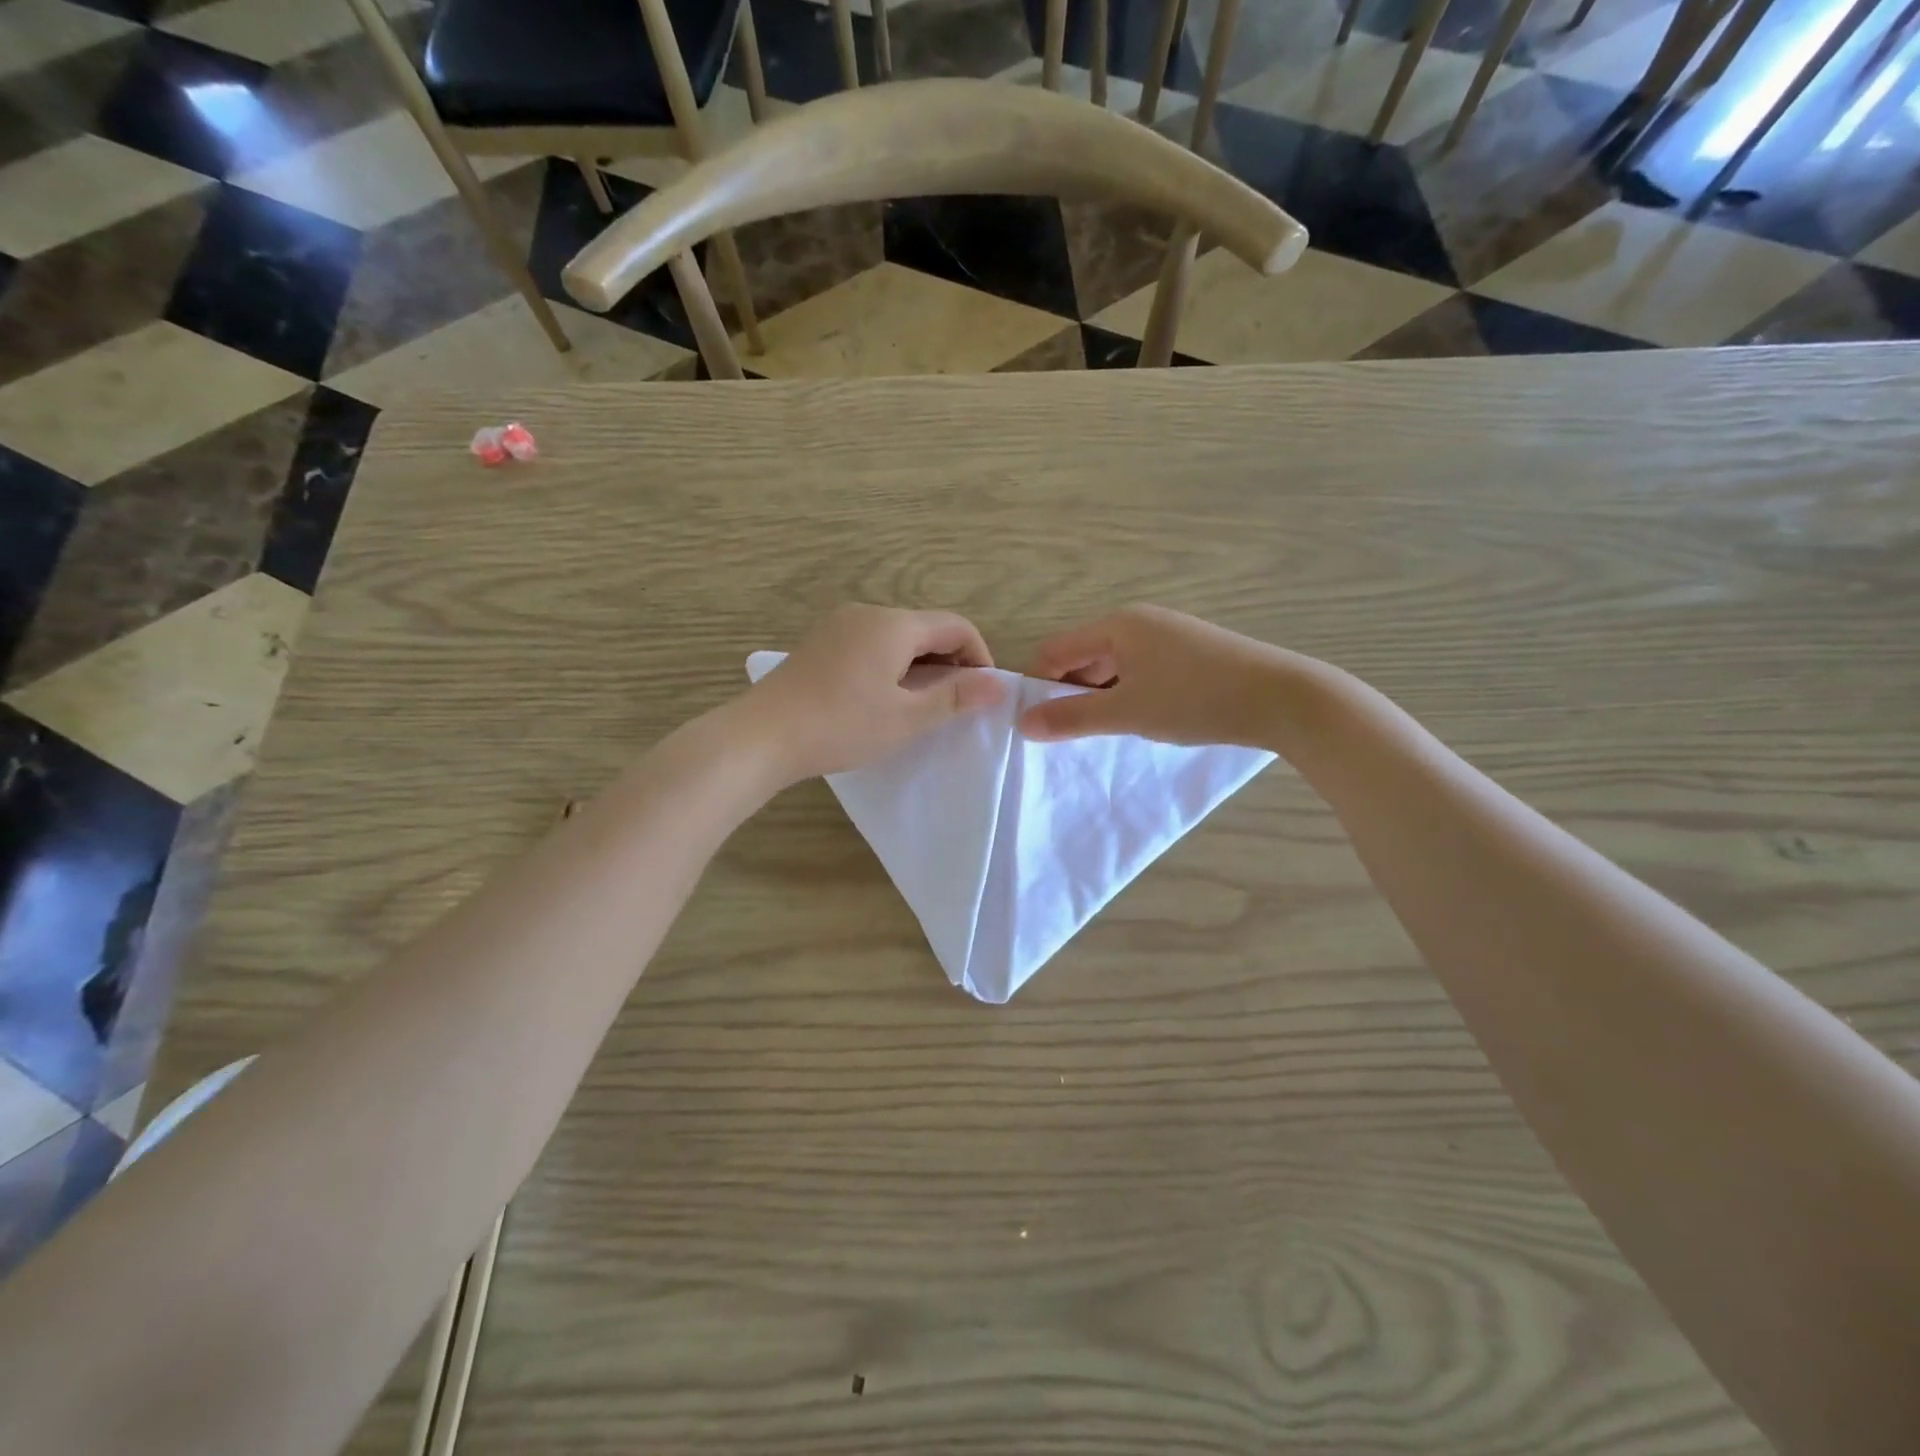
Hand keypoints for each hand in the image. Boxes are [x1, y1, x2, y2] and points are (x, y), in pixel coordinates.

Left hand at [743, 604, 1006, 782]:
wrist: (762, 736)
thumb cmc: (841, 726)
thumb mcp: (906, 718)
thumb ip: (955, 697)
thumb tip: (999, 684)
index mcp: (893, 624)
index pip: (955, 625)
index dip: (979, 656)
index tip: (983, 693)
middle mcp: (867, 613)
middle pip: (925, 627)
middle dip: (949, 662)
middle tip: (954, 705)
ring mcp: (839, 624)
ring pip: (897, 636)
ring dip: (919, 665)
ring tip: (919, 706)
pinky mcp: (820, 642)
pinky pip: (870, 643)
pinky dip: (890, 664)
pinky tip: (882, 698)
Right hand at [1018, 605, 1300, 746]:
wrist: (1284, 699)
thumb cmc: (1196, 700)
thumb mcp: (1127, 712)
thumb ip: (1072, 718)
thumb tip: (1024, 724)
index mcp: (1118, 625)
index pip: (1056, 649)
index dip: (1038, 684)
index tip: (1034, 722)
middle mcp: (1140, 621)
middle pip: (1084, 654)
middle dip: (1070, 692)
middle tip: (1067, 733)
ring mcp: (1169, 635)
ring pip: (1114, 665)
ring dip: (1100, 696)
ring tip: (1103, 731)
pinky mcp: (1191, 653)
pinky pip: (1142, 670)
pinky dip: (1129, 693)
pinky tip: (1140, 719)